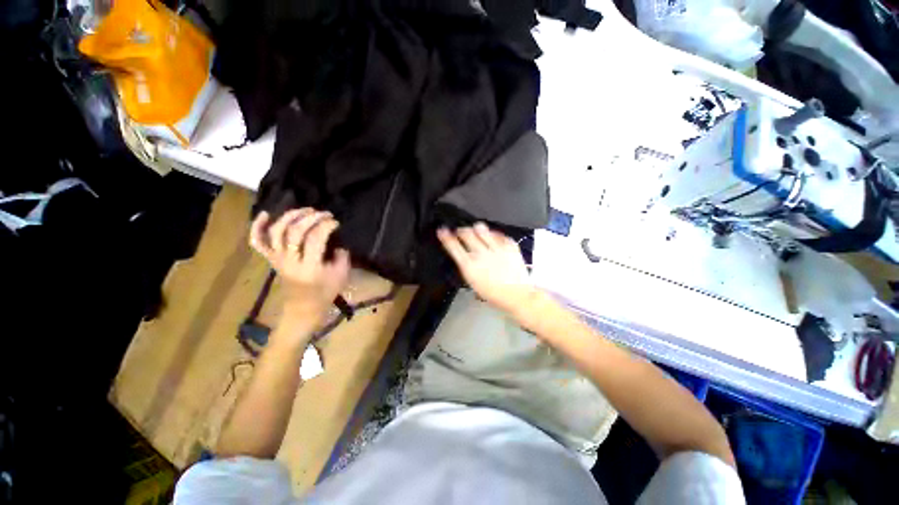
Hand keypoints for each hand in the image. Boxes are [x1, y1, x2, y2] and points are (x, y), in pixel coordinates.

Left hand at [250, 208, 349, 330]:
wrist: (304, 308)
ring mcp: (277, 259)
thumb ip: (342, 256)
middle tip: (324, 213)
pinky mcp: (271, 259)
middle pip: (295, 231)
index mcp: (309, 267)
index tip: (336, 222)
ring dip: (290, 216)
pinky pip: (258, 242)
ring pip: (277, 232)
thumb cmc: (325, 293)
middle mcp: (290, 261)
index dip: (326, 226)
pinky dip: (257, 226)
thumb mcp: (341, 275)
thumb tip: (337, 242)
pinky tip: (265, 213)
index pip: (315, 238)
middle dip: (311, 217)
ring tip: (305, 210)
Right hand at [437, 223, 540, 318]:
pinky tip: (492, 237)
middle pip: (466, 233)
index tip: (442, 230)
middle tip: (461, 231)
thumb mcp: (473, 282)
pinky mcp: (509, 245)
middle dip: (461, 230)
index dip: (446, 236)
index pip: (453, 246)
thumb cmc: (493, 293)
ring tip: (476, 229)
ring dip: (476, 228)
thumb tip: (462, 254)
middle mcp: (481, 254)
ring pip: (481, 229)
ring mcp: (496, 248)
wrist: (517, 295)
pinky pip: (498, 233)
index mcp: (470, 266)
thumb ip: (466, 266)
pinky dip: (493, 234)